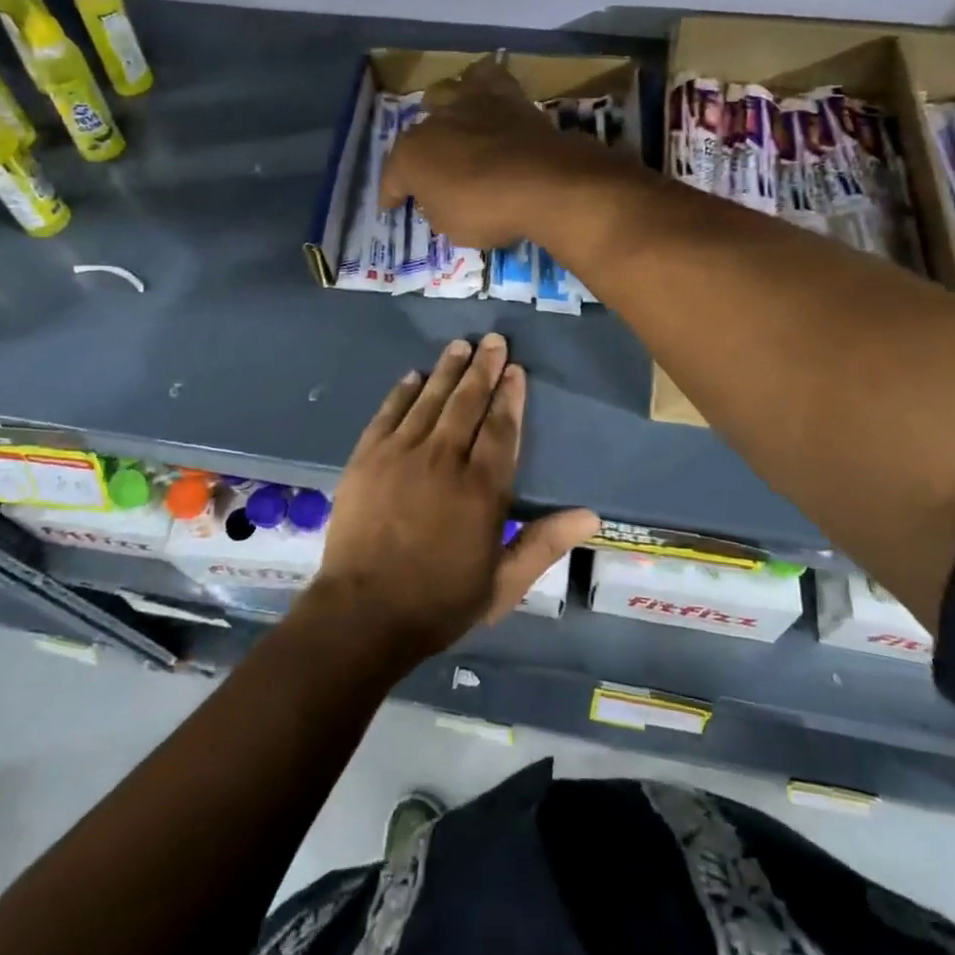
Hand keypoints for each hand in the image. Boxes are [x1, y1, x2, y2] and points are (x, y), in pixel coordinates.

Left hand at [309, 334, 598, 666]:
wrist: (363, 614)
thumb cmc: (439, 602)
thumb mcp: (503, 584)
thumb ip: (544, 543)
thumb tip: (591, 515)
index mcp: (482, 488)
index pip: (501, 428)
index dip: (510, 395)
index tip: (515, 370)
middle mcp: (444, 459)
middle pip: (467, 402)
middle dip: (483, 369)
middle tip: (493, 341)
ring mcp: (401, 454)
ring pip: (430, 399)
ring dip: (447, 369)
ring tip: (460, 345)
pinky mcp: (367, 457)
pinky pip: (389, 413)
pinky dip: (403, 392)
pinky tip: (413, 376)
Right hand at [380, 57, 611, 249]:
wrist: (542, 182)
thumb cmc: (487, 211)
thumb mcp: (452, 227)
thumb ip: (438, 208)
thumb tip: (439, 199)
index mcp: (410, 156)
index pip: (392, 178)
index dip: (391, 194)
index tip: (391, 206)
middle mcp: (433, 122)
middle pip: (418, 134)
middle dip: (420, 152)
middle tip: (432, 170)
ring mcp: (469, 103)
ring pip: (444, 93)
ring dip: (443, 109)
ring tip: (451, 125)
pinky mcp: (506, 95)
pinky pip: (488, 77)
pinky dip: (483, 84)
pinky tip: (486, 95)